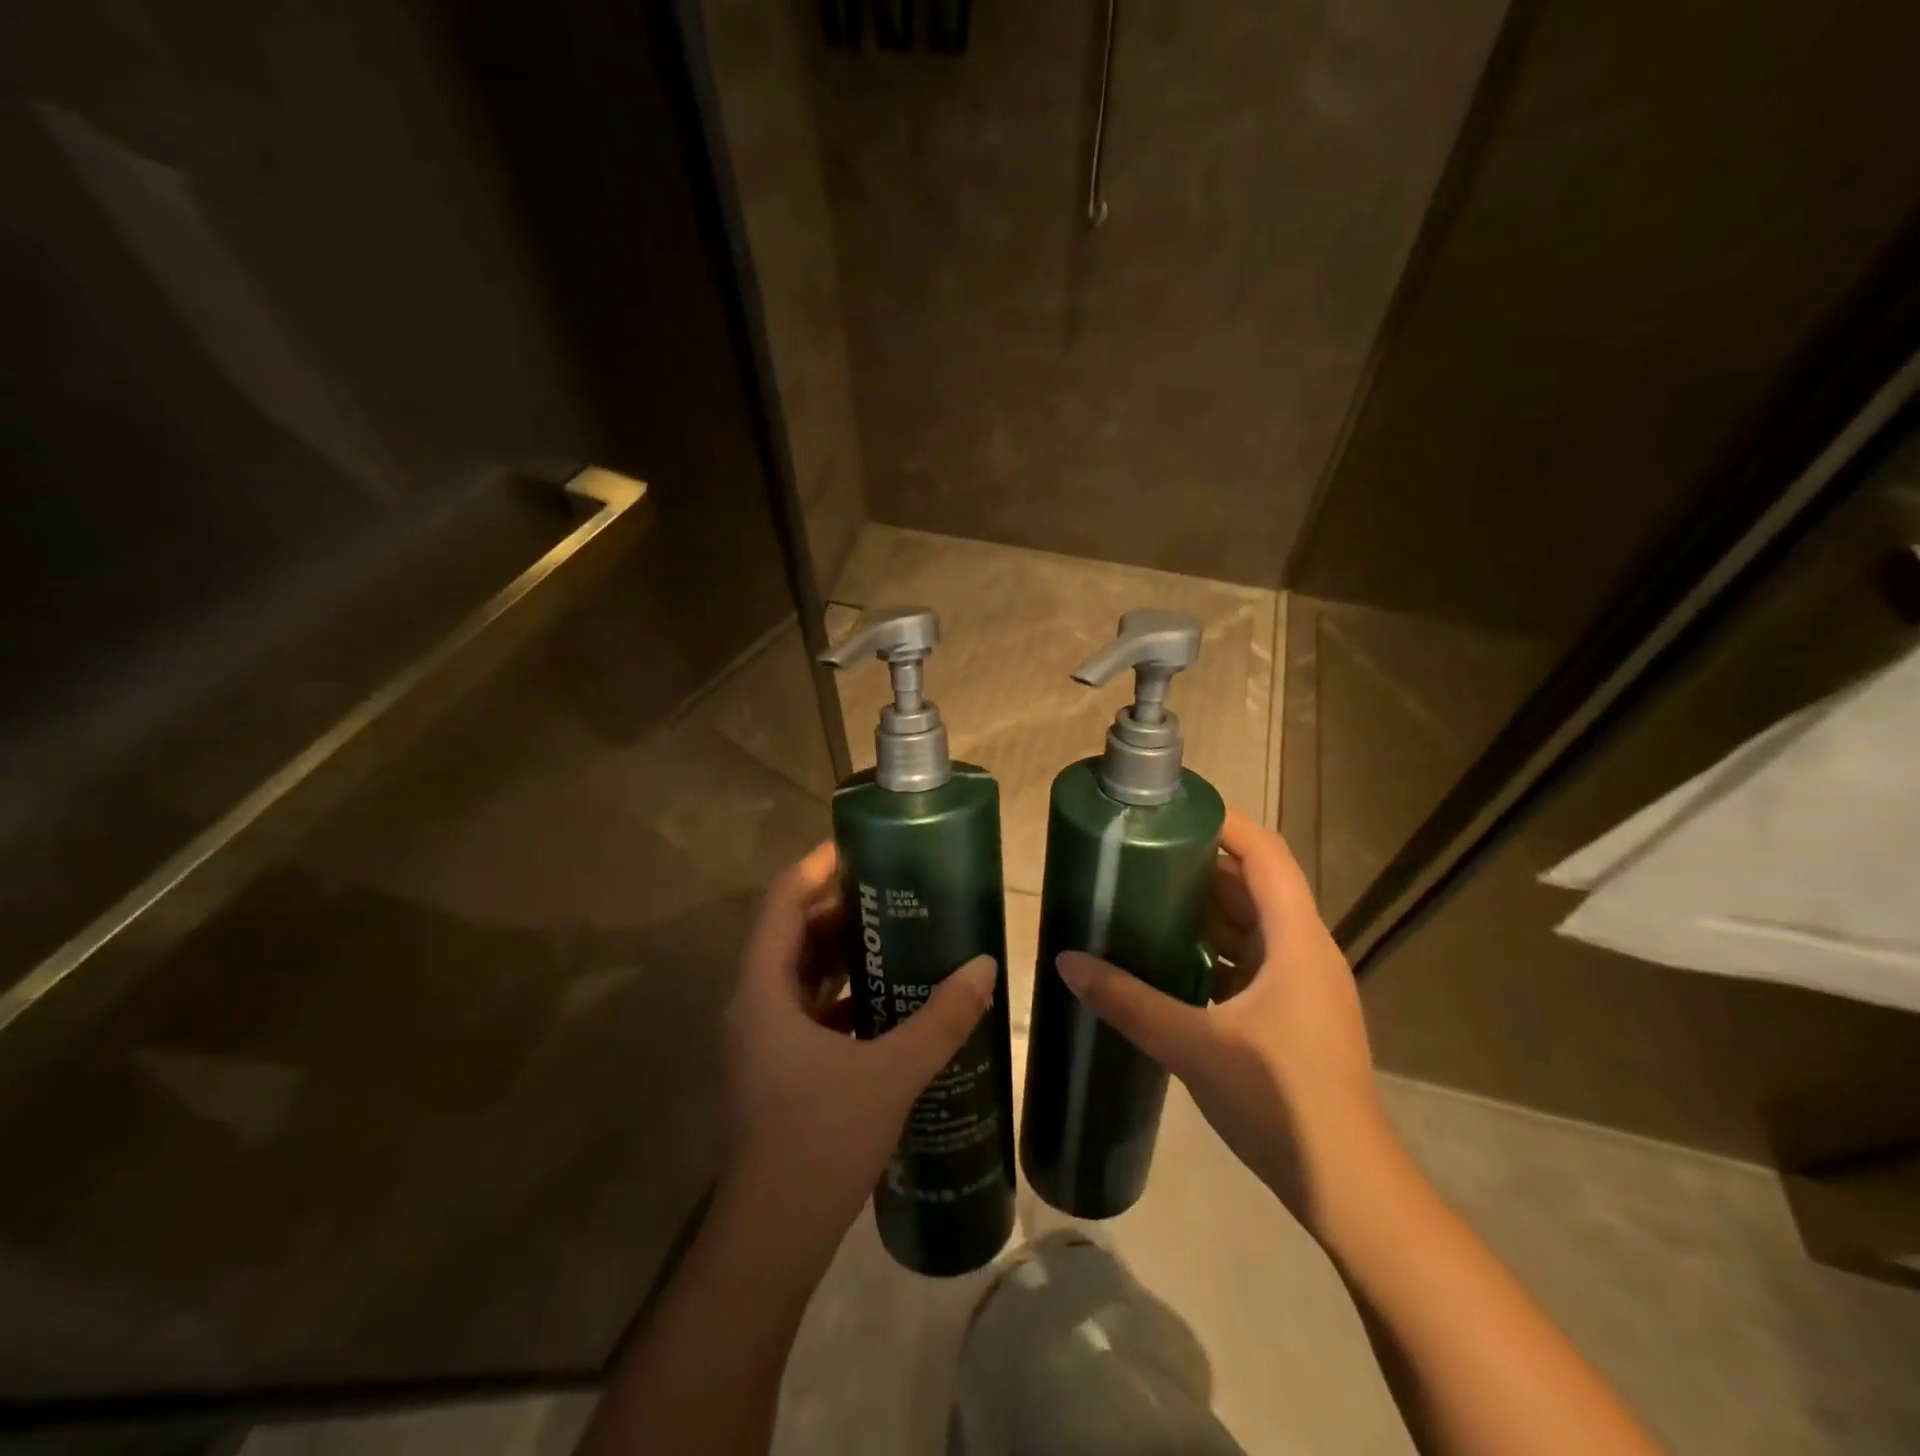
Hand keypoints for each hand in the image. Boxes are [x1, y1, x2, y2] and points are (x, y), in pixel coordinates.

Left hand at [723, 841, 996, 1266]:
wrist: (772, 1238)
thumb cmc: (819, 1141)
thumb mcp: (890, 1073)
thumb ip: (941, 1019)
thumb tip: (986, 965)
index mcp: (764, 989)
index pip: (784, 901)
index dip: (818, 866)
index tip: (862, 845)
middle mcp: (754, 1002)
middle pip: (793, 931)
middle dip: (840, 906)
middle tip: (894, 889)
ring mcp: (762, 1036)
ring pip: (800, 970)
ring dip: (842, 949)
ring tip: (898, 932)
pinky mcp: (776, 1064)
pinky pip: (808, 1005)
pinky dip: (842, 990)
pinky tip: (887, 997)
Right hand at [1056, 810, 1387, 1235]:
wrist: (1348, 1186)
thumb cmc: (1280, 1100)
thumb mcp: (1194, 1046)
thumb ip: (1128, 1001)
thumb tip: (1067, 961)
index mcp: (1296, 939)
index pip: (1264, 853)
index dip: (1223, 823)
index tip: (1169, 812)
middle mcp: (1305, 949)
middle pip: (1254, 884)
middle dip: (1199, 865)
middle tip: (1139, 855)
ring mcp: (1302, 983)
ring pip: (1252, 923)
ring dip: (1204, 909)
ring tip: (1144, 897)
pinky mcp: (1294, 1013)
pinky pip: (1250, 959)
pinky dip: (1212, 949)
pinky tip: (1169, 959)